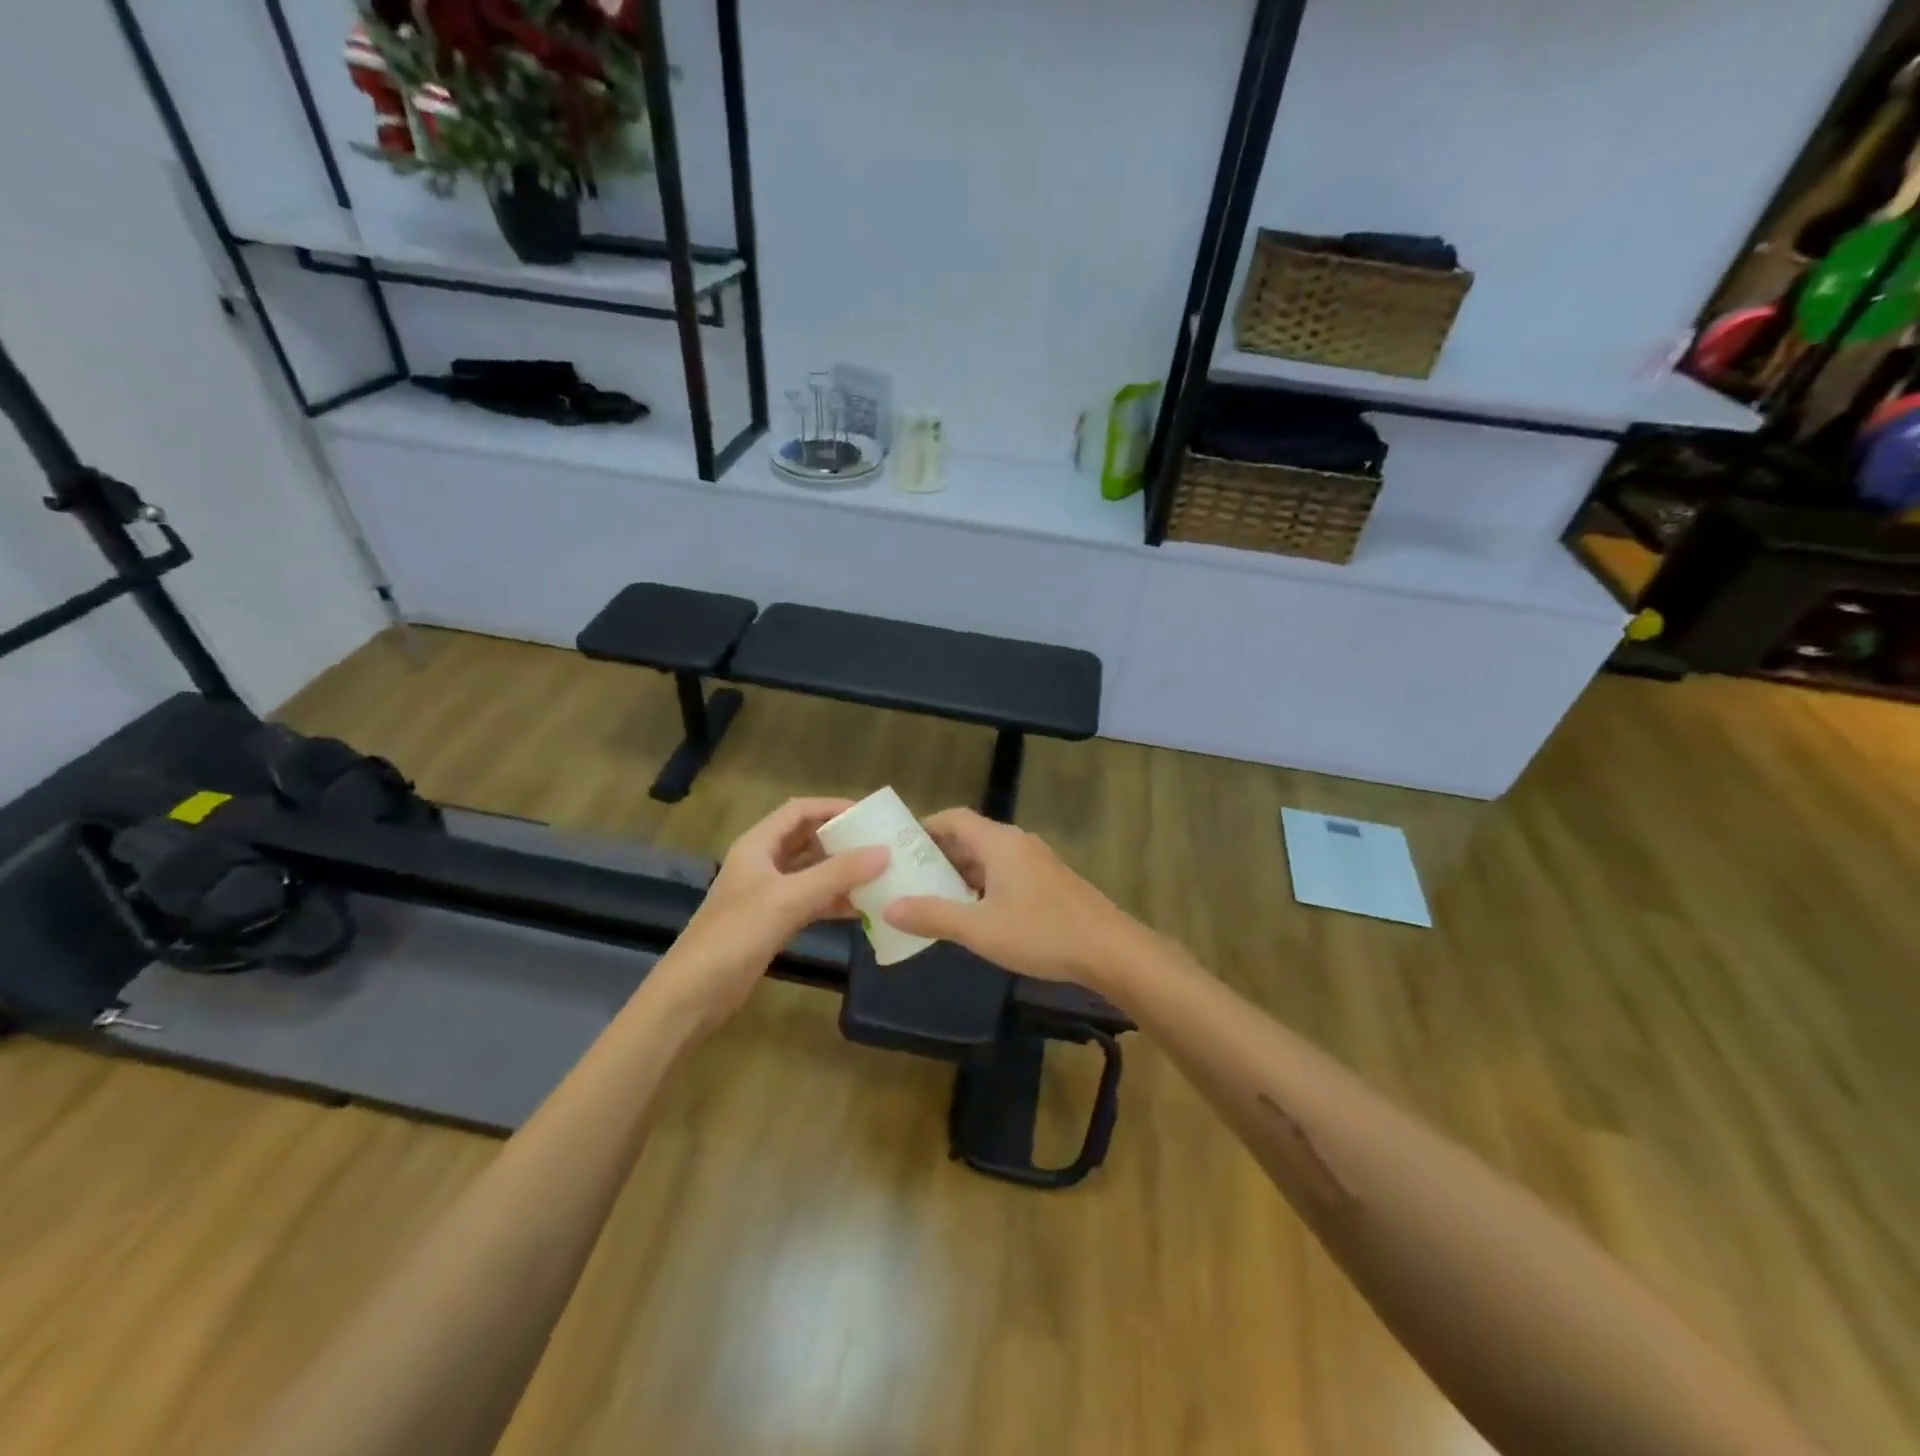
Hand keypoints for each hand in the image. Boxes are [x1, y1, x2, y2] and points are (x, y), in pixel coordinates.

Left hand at [657, 798, 887, 1023]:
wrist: (694, 994)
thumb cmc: (736, 935)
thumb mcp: (789, 899)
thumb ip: (837, 874)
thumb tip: (885, 852)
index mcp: (758, 845)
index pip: (800, 811)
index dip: (834, 807)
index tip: (870, 814)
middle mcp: (763, 862)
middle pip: (808, 838)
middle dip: (843, 839)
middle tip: (882, 842)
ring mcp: (768, 893)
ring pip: (812, 871)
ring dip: (842, 872)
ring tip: (881, 873)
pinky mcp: (774, 921)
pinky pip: (811, 900)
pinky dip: (835, 901)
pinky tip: (863, 908)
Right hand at [883, 808, 1142, 988]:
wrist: (1110, 950)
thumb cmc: (1041, 933)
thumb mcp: (980, 929)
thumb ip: (933, 916)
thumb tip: (889, 907)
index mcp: (1000, 843)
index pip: (954, 818)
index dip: (924, 828)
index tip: (897, 849)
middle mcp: (1017, 844)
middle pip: (969, 838)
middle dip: (937, 856)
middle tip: (907, 879)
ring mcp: (1036, 863)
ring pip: (988, 859)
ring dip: (960, 874)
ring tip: (931, 899)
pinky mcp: (1048, 883)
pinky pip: (1005, 874)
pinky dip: (982, 886)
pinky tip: (973, 915)